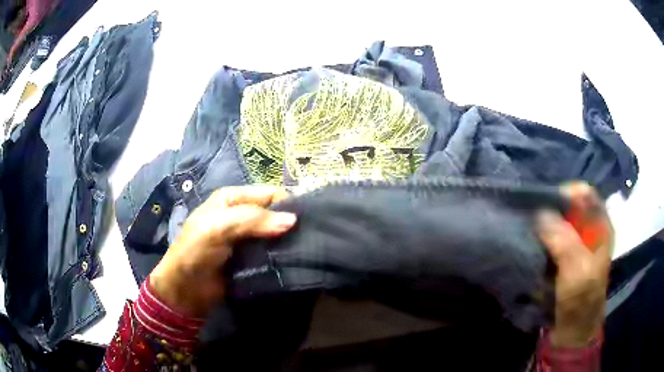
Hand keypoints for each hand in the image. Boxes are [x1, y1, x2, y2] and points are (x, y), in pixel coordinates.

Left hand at [149, 186, 296, 317]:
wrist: (186, 289)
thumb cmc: (196, 251)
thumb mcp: (218, 228)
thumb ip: (253, 220)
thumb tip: (293, 220)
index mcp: (232, 198)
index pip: (269, 193)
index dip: (287, 204)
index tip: (306, 222)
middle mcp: (241, 214)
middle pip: (274, 212)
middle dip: (290, 222)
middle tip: (309, 237)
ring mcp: (246, 237)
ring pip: (275, 232)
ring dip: (288, 240)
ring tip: (306, 250)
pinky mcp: (251, 257)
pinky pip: (271, 251)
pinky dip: (282, 254)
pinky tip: (294, 259)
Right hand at [536, 183, 612, 347]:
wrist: (572, 330)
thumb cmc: (580, 299)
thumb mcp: (576, 269)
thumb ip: (563, 238)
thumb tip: (540, 212)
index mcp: (601, 226)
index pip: (585, 193)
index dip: (565, 193)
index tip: (544, 206)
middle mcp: (590, 229)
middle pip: (570, 205)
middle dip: (552, 208)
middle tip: (534, 219)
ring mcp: (577, 243)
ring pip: (560, 220)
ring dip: (545, 223)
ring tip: (530, 230)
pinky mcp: (565, 256)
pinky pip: (552, 237)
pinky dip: (542, 237)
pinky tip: (533, 243)